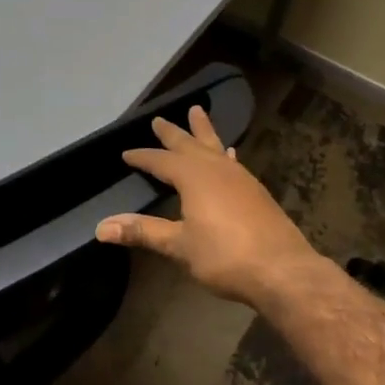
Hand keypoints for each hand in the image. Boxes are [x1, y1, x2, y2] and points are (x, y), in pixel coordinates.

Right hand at [95, 107, 322, 308]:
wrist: (283, 270)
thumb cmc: (225, 256)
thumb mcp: (179, 245)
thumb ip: (143, 232)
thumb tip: (101, 227)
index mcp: (194, 177)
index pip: (161, 161)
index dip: (143, 157)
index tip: (126, 154)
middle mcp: (217, 169)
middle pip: (190, 144)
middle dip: (173, 133)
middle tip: (159, 119)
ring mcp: (240, 178)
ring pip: (215, 147)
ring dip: (203, 132)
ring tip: (197, 114)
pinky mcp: (256, 192)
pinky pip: (233, 162)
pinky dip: (224, 154)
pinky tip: (229, 154)